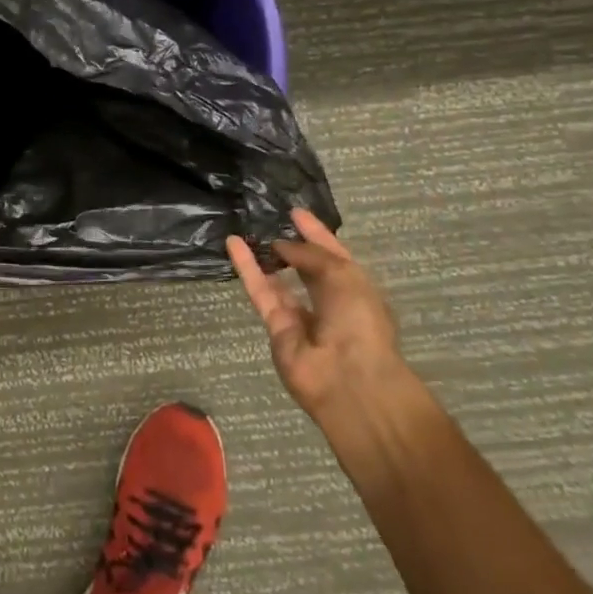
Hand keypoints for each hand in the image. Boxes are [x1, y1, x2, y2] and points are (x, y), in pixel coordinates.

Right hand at [228, 208, 402, 422]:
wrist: (349, 380)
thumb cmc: (359, 322)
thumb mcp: (343, 275)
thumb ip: (310, 255)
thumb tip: (281, 245)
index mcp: (356, 289)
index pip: (333, 255)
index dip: (316, 233)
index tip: (294, 212)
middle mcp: (330, 302)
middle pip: (306, 268)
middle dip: (291, 246)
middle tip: (268, 219)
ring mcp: (302, 317)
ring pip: (279, 280)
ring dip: (265, 256)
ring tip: (246, 229)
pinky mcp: (276, 327)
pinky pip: (261, 291)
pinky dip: (247, 268)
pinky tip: (233, 244)